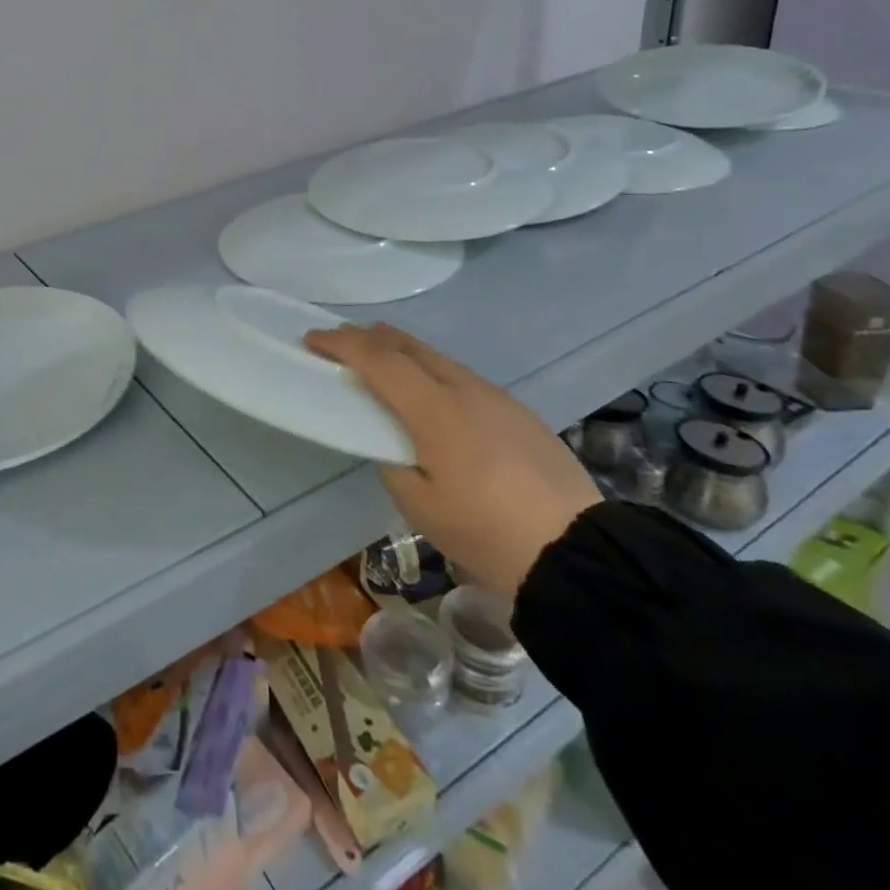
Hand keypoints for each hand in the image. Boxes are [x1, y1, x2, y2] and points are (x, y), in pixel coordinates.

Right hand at [305, 324, 600, 598]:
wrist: (578, 552)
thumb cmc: (486, 531)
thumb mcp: (419, 505)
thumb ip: (394, 462)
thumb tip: (395, 443)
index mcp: (434, 408)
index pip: (377, 360)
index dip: (341, 345)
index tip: (311, 339)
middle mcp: (464, 388)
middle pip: (408, 346)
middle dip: (368, 337)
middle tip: (339, 339)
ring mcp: (495, 397)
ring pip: (437, 358)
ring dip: (401, 350)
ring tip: (378, 355)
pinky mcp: (517, 412)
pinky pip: (460, 377)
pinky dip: (430, 371)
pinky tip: (428, 391)